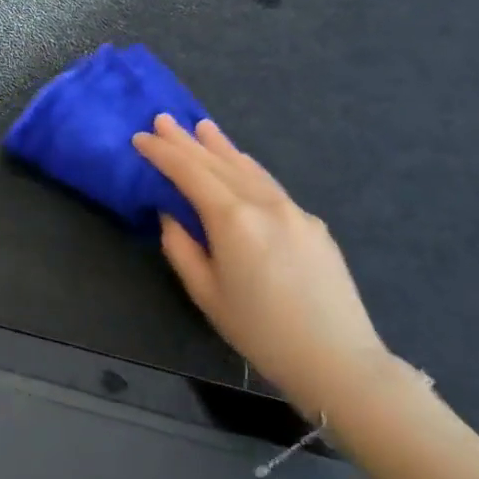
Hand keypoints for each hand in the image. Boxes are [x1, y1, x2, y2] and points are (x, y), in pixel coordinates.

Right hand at [132, 115, 389, 419]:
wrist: (338, 360)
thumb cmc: (260, 332)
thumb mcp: (206, 294)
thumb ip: (181, 248)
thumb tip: (171, 215)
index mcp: (233, 220)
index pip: (190, 173)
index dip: (163, 154)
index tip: (140, 138)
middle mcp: (264, 204)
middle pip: (218, 163)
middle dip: (187, 141)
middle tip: (163, 118)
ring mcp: (294, 210)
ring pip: (248, 168)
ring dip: (221, 146)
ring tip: (201, 127)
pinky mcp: (313, 224)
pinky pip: (270, 185)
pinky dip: (247, 168)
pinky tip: (239, 164)